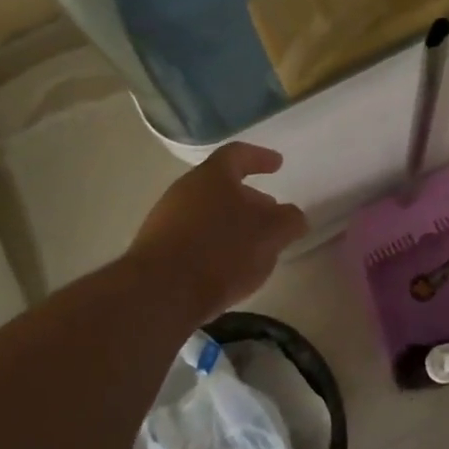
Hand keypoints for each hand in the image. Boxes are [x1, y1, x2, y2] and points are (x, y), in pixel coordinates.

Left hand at [124, 143, 307, 322]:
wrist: (159, 294)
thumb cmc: (221, 250)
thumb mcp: (270, 233)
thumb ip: (289, 221)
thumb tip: (293, 217)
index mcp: (212, 176)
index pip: (238, 154)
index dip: (260, 158)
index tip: (278, 164)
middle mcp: (184, 190)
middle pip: (221, 186)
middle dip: (248, 198)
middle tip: (269, 212)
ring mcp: (165, 220)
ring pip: (206, 213)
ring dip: (230, 224)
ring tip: (251, 247)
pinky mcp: (155, 251)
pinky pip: (192, 239)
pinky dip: (213, 246)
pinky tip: (225, 268)